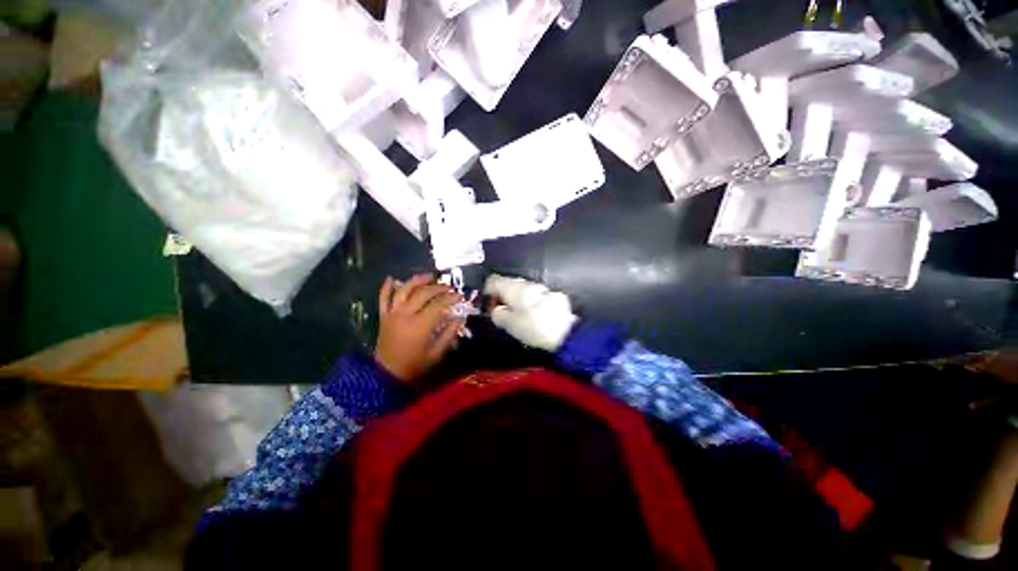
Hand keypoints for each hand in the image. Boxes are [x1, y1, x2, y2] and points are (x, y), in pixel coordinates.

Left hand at [375, 274, 464, 381]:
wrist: (386, 374)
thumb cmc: (414, 365)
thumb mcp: (436, 354)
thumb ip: (449, 334)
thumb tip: (460, 318)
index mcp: (420, 325)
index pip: (438, 305)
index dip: (451, 298)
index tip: (460, 296)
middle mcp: (405, 315)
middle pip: (423, 294)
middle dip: (438, 288)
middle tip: (449, 288)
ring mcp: (392, 314)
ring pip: (404, 291)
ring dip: (417, 281)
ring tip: (429, 277)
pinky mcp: (384, 316)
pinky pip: (383, 299)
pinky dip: (386, 287)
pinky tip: (391, 278)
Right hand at [483, 274, 577, 351]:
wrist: (566, 331)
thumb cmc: (533, 327)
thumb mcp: (509, 325)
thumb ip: (498, 315)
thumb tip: (496, 309)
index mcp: (513, 288)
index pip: (493, 280)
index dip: (487, 291)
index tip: (487, 303)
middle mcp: (526, 283)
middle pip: (509, 283)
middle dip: (502, 295)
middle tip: (501, 311)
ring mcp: (541, 288)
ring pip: (523, 289)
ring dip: (517, 298)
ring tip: (516, 314)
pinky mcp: (553, 296)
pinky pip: (536, 295)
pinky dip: (530, 302)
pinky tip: (533, 314)